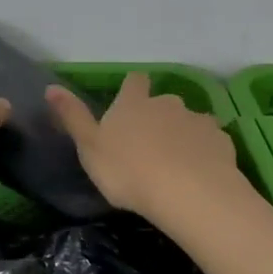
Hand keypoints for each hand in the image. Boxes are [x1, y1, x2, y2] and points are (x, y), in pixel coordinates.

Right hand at [45, 72, 245, 222]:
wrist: (188, 192)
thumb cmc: (129, 171)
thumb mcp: (90, 147)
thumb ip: (72, 117)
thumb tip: (51, 87)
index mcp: (134, 103)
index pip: (135, 81)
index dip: (133, 89)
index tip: (130, 104)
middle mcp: (167, 103)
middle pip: (164, 102)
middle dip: (159, 117)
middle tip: (150, 146)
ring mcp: (198, 120)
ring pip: (190, 121)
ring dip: (184, 135)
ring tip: (178, 164)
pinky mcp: (221, 140)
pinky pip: (211, 142)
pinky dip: (206, 152)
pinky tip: (201, 173)